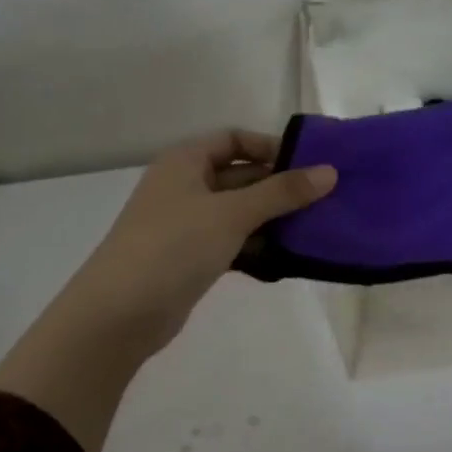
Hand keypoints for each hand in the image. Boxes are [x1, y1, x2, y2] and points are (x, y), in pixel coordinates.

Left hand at [62, 130, 336, 353]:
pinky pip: (231, 244)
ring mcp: (186, 225)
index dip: (270, 148)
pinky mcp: (190, 259)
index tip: (309, 167)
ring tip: (316, 231)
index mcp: (185, 161)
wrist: (121, 312)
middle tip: (324, 202)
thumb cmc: (175, 246)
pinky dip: (256, 248)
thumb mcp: (232, 213)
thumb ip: (282, 192)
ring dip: (272, 221)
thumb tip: (330, 172)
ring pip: (238, 214)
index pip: (233, 140)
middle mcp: (184, 187)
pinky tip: (286, 261)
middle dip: (278, 188)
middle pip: (239, 177)